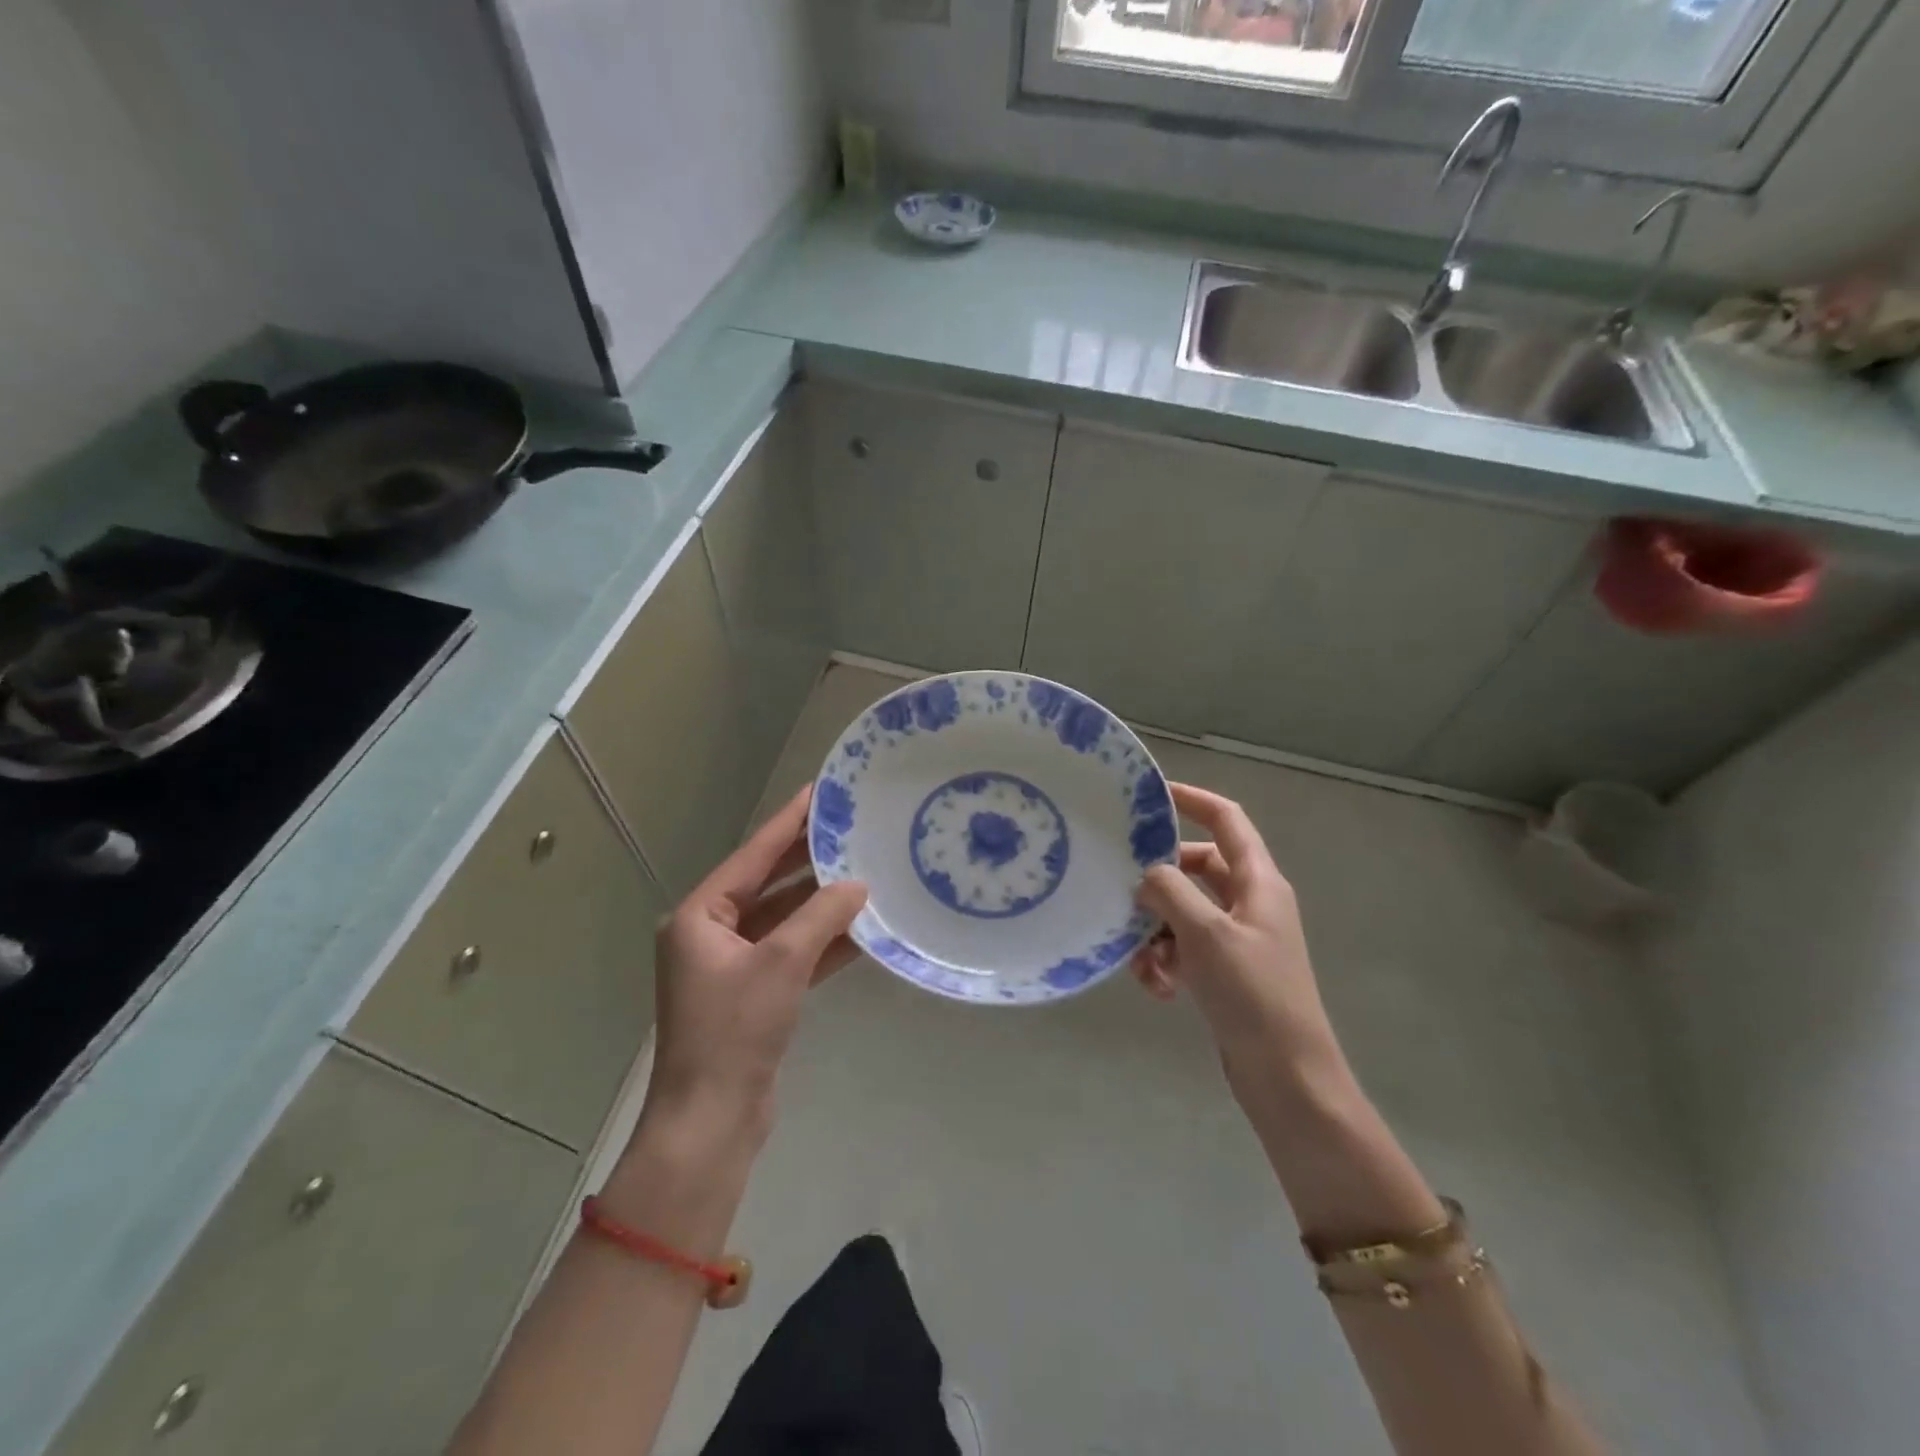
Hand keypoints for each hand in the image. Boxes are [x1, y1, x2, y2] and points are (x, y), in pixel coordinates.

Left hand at [647, 788, 867, 1136]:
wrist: (711, 1121)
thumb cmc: (735, 1031)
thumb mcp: (782, 963)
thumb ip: (822, 916)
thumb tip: (857, 886)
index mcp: (699, 917)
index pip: (752, 856)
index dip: (788, 823)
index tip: (818, 793)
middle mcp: (711, 934)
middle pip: (767, 884)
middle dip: (808, 860)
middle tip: (849, 828)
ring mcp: (732, 965)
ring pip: (783, 920)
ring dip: (820, 904)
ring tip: (864, 871)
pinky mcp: (753, 994)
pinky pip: (791, 954)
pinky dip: (821, 943)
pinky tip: (861, 929)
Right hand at [1130, 783, 1342, 1100]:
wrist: (1287, 1077)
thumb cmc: (1253, 995)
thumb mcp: (1206, 935)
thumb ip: (1170, 892)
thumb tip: (1147, 874)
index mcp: (1259, 882)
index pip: (1227, 820)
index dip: (1193, 799)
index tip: (1152, 794)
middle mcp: (1251, 903)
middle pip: (1197, 869)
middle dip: (1160, 882)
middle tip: (1125, 893)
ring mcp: (1239, 939)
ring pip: (1185, 912)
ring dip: (1157, 931)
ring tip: (1142, 964)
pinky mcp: (1226, 972)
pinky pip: (1186, 949)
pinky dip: (1167, 961)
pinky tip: (1158, 988)